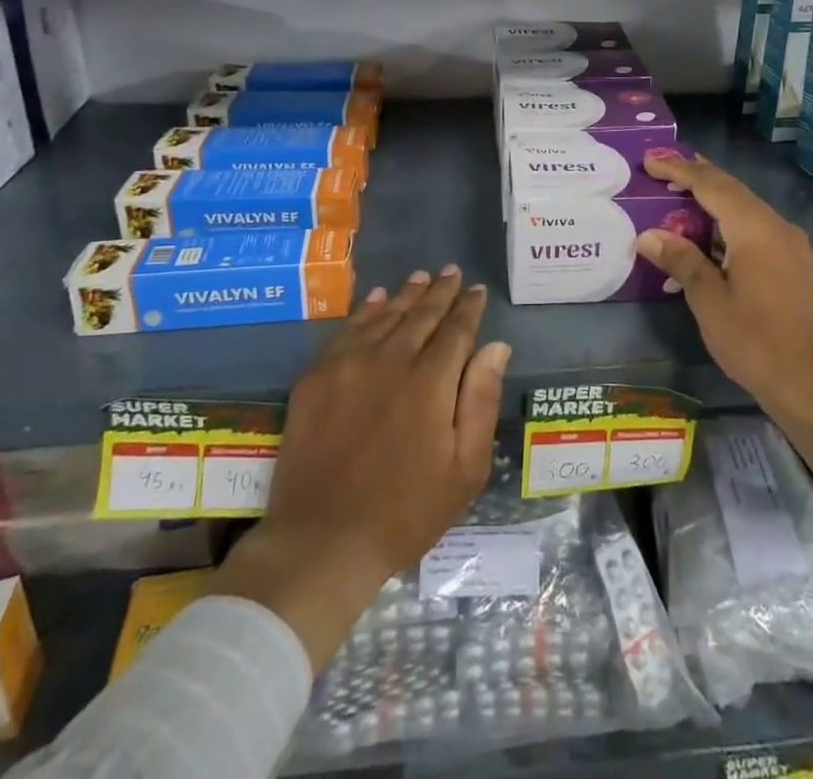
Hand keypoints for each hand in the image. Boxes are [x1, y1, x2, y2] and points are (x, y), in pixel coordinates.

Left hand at [211, 267, 510, 668]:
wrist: (323, 540)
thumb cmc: (406, 511)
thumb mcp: (464, 468)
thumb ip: (481, 400)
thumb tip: (495, 346)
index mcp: (431, 383)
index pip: (456, 330)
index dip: (469, 307)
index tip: (477, 290)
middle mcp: (391, 360)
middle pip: (420, 315)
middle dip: (440, 291)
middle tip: (451, 272)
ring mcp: (349, 365)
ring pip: (384, 316)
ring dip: (405, 294)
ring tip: (420, 277)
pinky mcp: (316, 377)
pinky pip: (346, 331)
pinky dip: (365, 311)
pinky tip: (376, 300)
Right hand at [636, 149, 812, 507]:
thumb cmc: (756, 342)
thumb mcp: (709, 302)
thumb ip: (681, 261)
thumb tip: (649, 235)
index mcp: (755, 229)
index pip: (711, 185)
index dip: (679, 170)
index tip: (650, 159)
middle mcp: (777, 227)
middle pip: (732, 190)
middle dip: (697, 176)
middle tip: (662, 165)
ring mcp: (791, 245)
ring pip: (746, 208)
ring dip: (713, 199)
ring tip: (680, 194)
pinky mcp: (795, 264)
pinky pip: (756, 228)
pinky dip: (728, 222)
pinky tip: (710, 235)